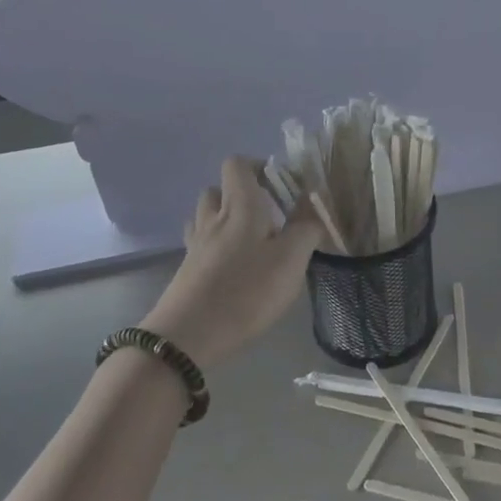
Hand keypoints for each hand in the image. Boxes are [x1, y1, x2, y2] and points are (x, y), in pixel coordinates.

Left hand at [142, 157, 323, 368]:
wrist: (189, 335)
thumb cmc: (247, 291)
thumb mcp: (292, 259)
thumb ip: (306, 227)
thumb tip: (313, 204)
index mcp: (240, 207)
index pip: (238, 164)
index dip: (259, 166)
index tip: (282, 186)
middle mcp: (213, 218)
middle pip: (219, 189)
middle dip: (243, 194)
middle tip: (269, 216)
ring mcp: (196, 245)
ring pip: (206, 216)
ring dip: (226, 219)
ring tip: (252, 241)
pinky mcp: (187, 270)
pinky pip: (202, 243)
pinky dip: (217, 245)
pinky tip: (234, 267)